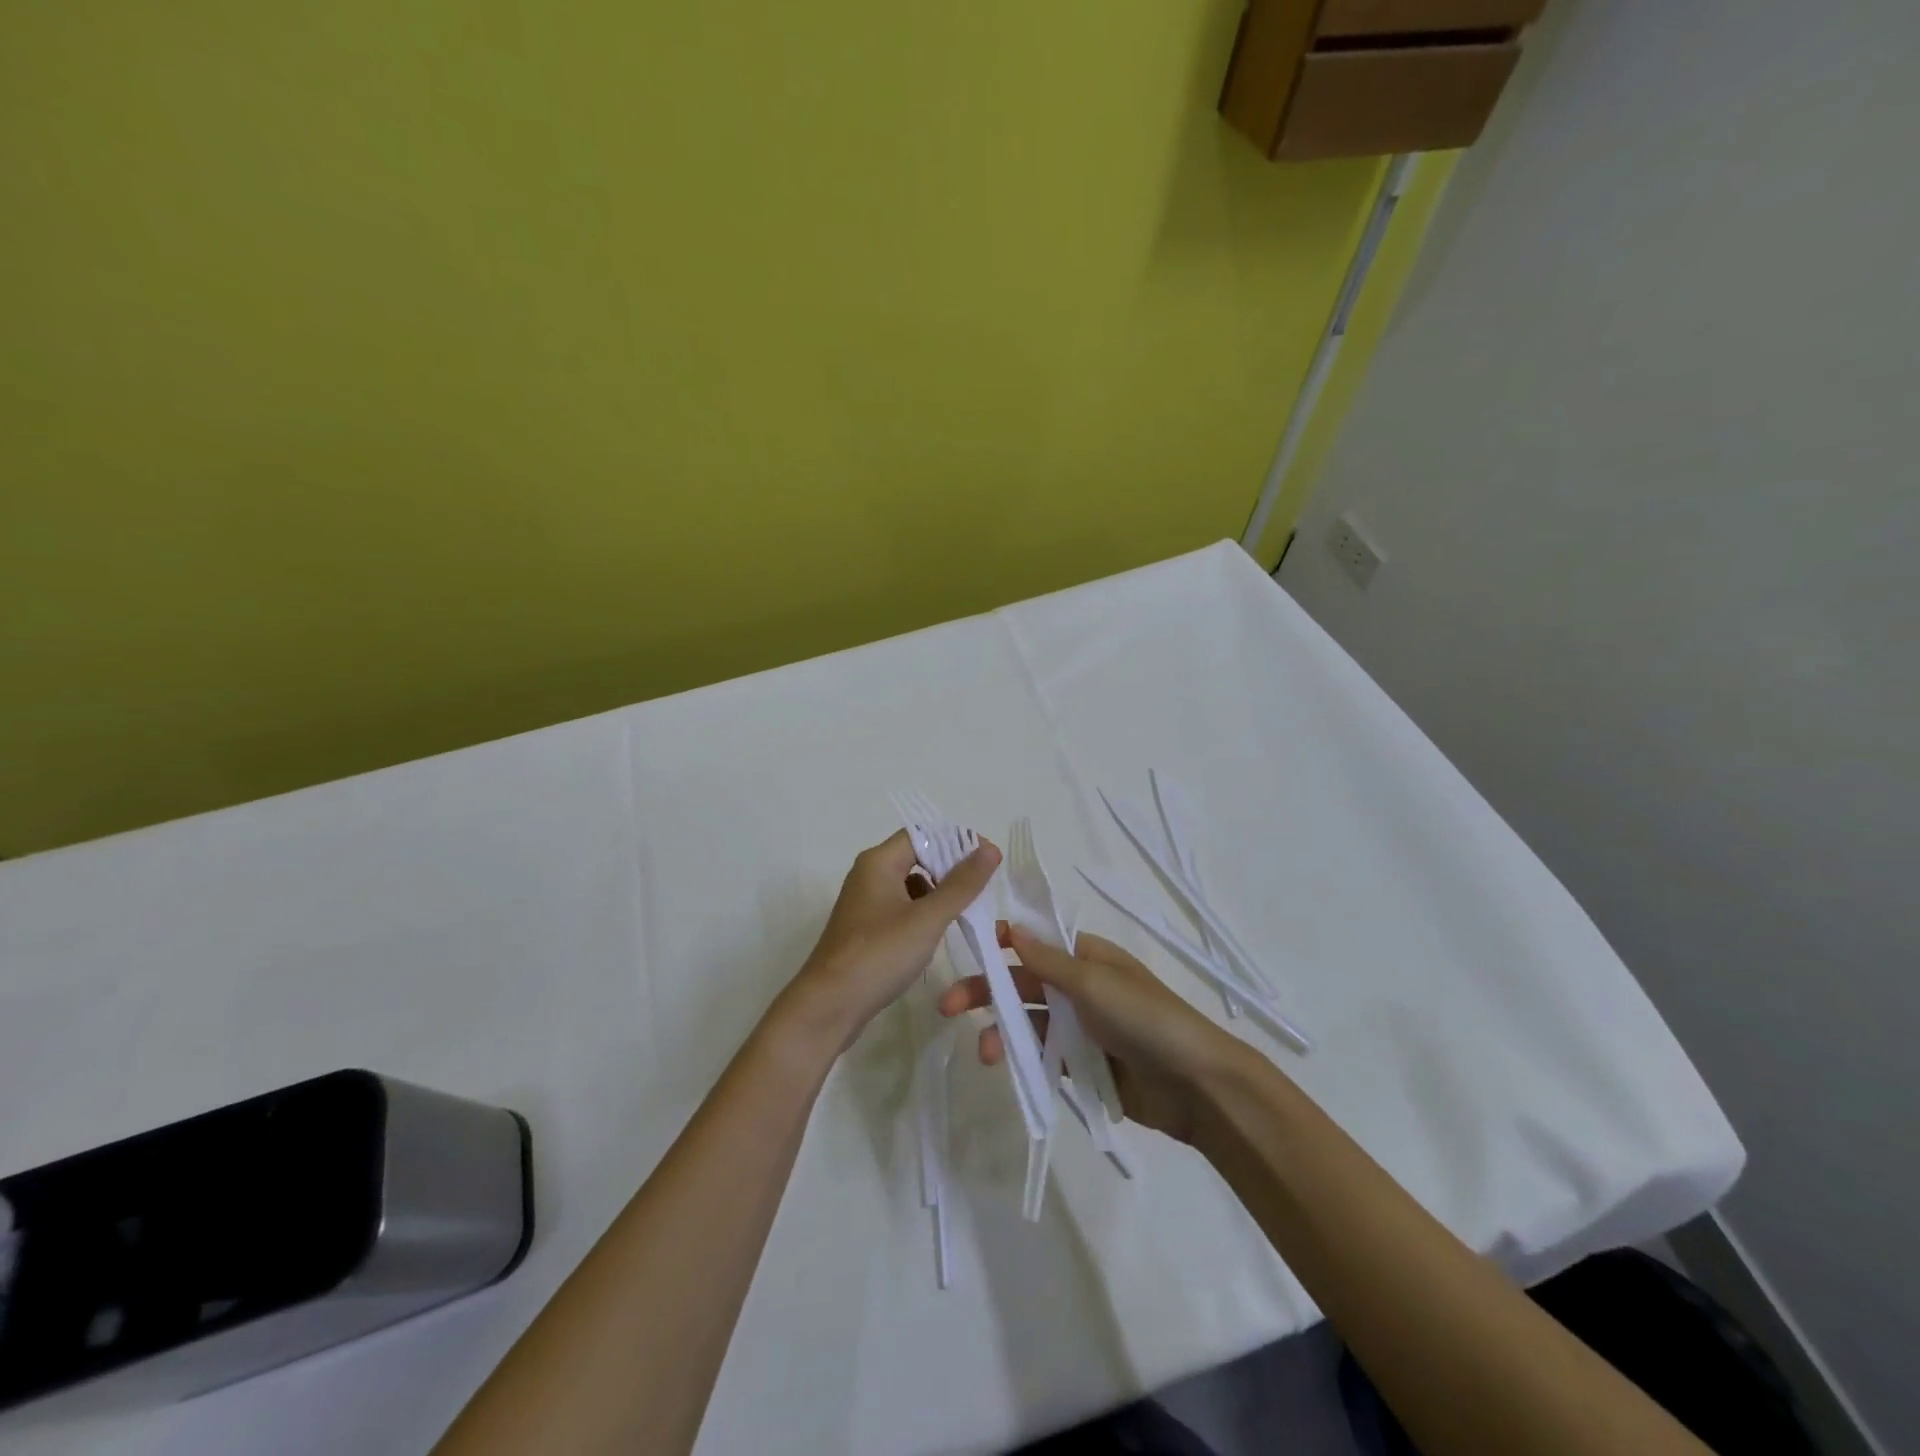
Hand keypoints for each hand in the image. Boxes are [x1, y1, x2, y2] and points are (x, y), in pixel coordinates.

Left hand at [783, 830, 1000, 1052]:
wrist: (828, 1007)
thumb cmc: (879, 955)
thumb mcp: (927, 918)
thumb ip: (961, 884)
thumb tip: (989, 848)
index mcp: (878, 862)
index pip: (923, 834)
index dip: (957, 841)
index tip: (988, 858)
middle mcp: (869, 874)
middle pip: (917, 856)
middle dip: (951, 868)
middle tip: (983, 886)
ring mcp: (865, 903)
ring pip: (911, 885)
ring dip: (939, 893)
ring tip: (966, 911)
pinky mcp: (866, 929)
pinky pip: (902, 909)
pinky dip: (923, 914)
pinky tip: (938, 934)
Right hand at [938, 924, 1246, 1143]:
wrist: (1194, 1084)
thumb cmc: (1144, 1017)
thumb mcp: (1094, 981)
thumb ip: (1047, 961)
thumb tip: (1010, 928)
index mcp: (1087, 956)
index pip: (1036, 942)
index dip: (1002, 942)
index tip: (967, 946)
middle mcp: (1080, 987)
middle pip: (1024, 983)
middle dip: (987, 990)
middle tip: (946, 1005)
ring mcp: (1082, 1027)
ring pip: (1030, 1022)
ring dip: (1003, 1029)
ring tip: (985, 1051)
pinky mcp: (1084, 1064)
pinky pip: (1045, 1054)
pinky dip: (1024, 1057)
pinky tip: (1006, 1066)